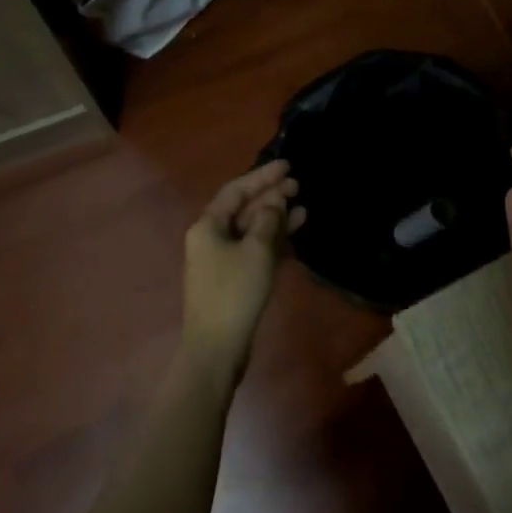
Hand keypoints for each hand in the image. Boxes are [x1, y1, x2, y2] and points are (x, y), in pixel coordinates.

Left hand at [182, 161, 305, 384]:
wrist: (217, 347)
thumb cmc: (234, 293)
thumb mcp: (257, 251)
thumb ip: (268, 220)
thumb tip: (274, 202)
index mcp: (208, 225)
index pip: (236, 190)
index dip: (262, 176)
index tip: (288, 166)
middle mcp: (210, 238)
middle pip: (243, 208)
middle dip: (270, 196)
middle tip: (299, 185)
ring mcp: (221, 260)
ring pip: (251, 229)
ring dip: (275, 219)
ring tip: (303, 209)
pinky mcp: (232, 279)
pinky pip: (254, 249)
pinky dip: (273, 241)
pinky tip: (293, 236)